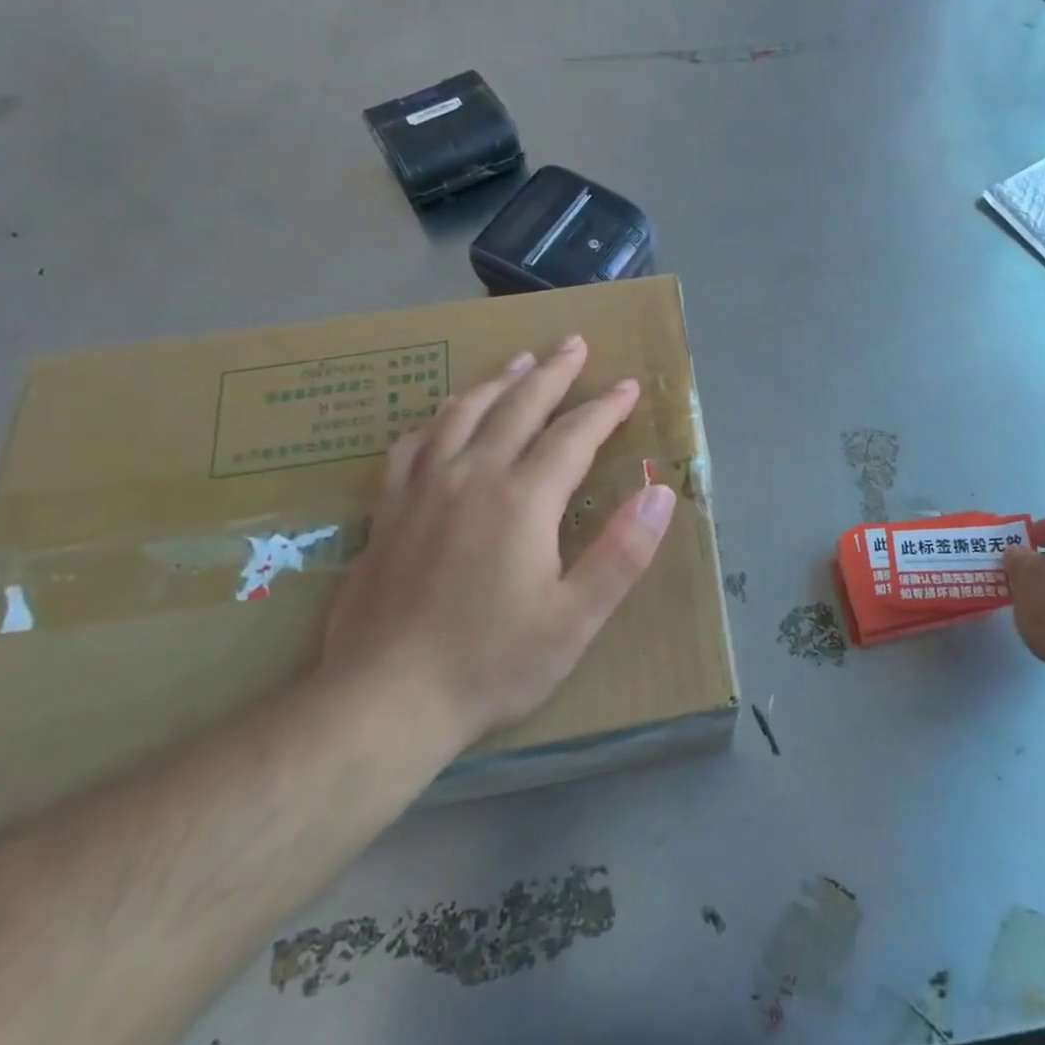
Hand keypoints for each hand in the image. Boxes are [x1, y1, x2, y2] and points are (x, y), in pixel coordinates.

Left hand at [321, 336, 676, 754]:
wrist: (383, 702)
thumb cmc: (492, 663)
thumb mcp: (576, 618)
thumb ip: (623, 552)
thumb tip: (662, 492)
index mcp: (522, 499)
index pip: (573, 435)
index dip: (605, 408)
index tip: (628, 386)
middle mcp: (472, 477)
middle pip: (518, 406)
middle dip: (552, 372)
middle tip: (573, 342)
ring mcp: (423, 489)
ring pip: (463, 413)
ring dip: (497, 381)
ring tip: (519, 360)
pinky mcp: (388, 510)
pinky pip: (413, 444)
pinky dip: (437, 418)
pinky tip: (443, 416)